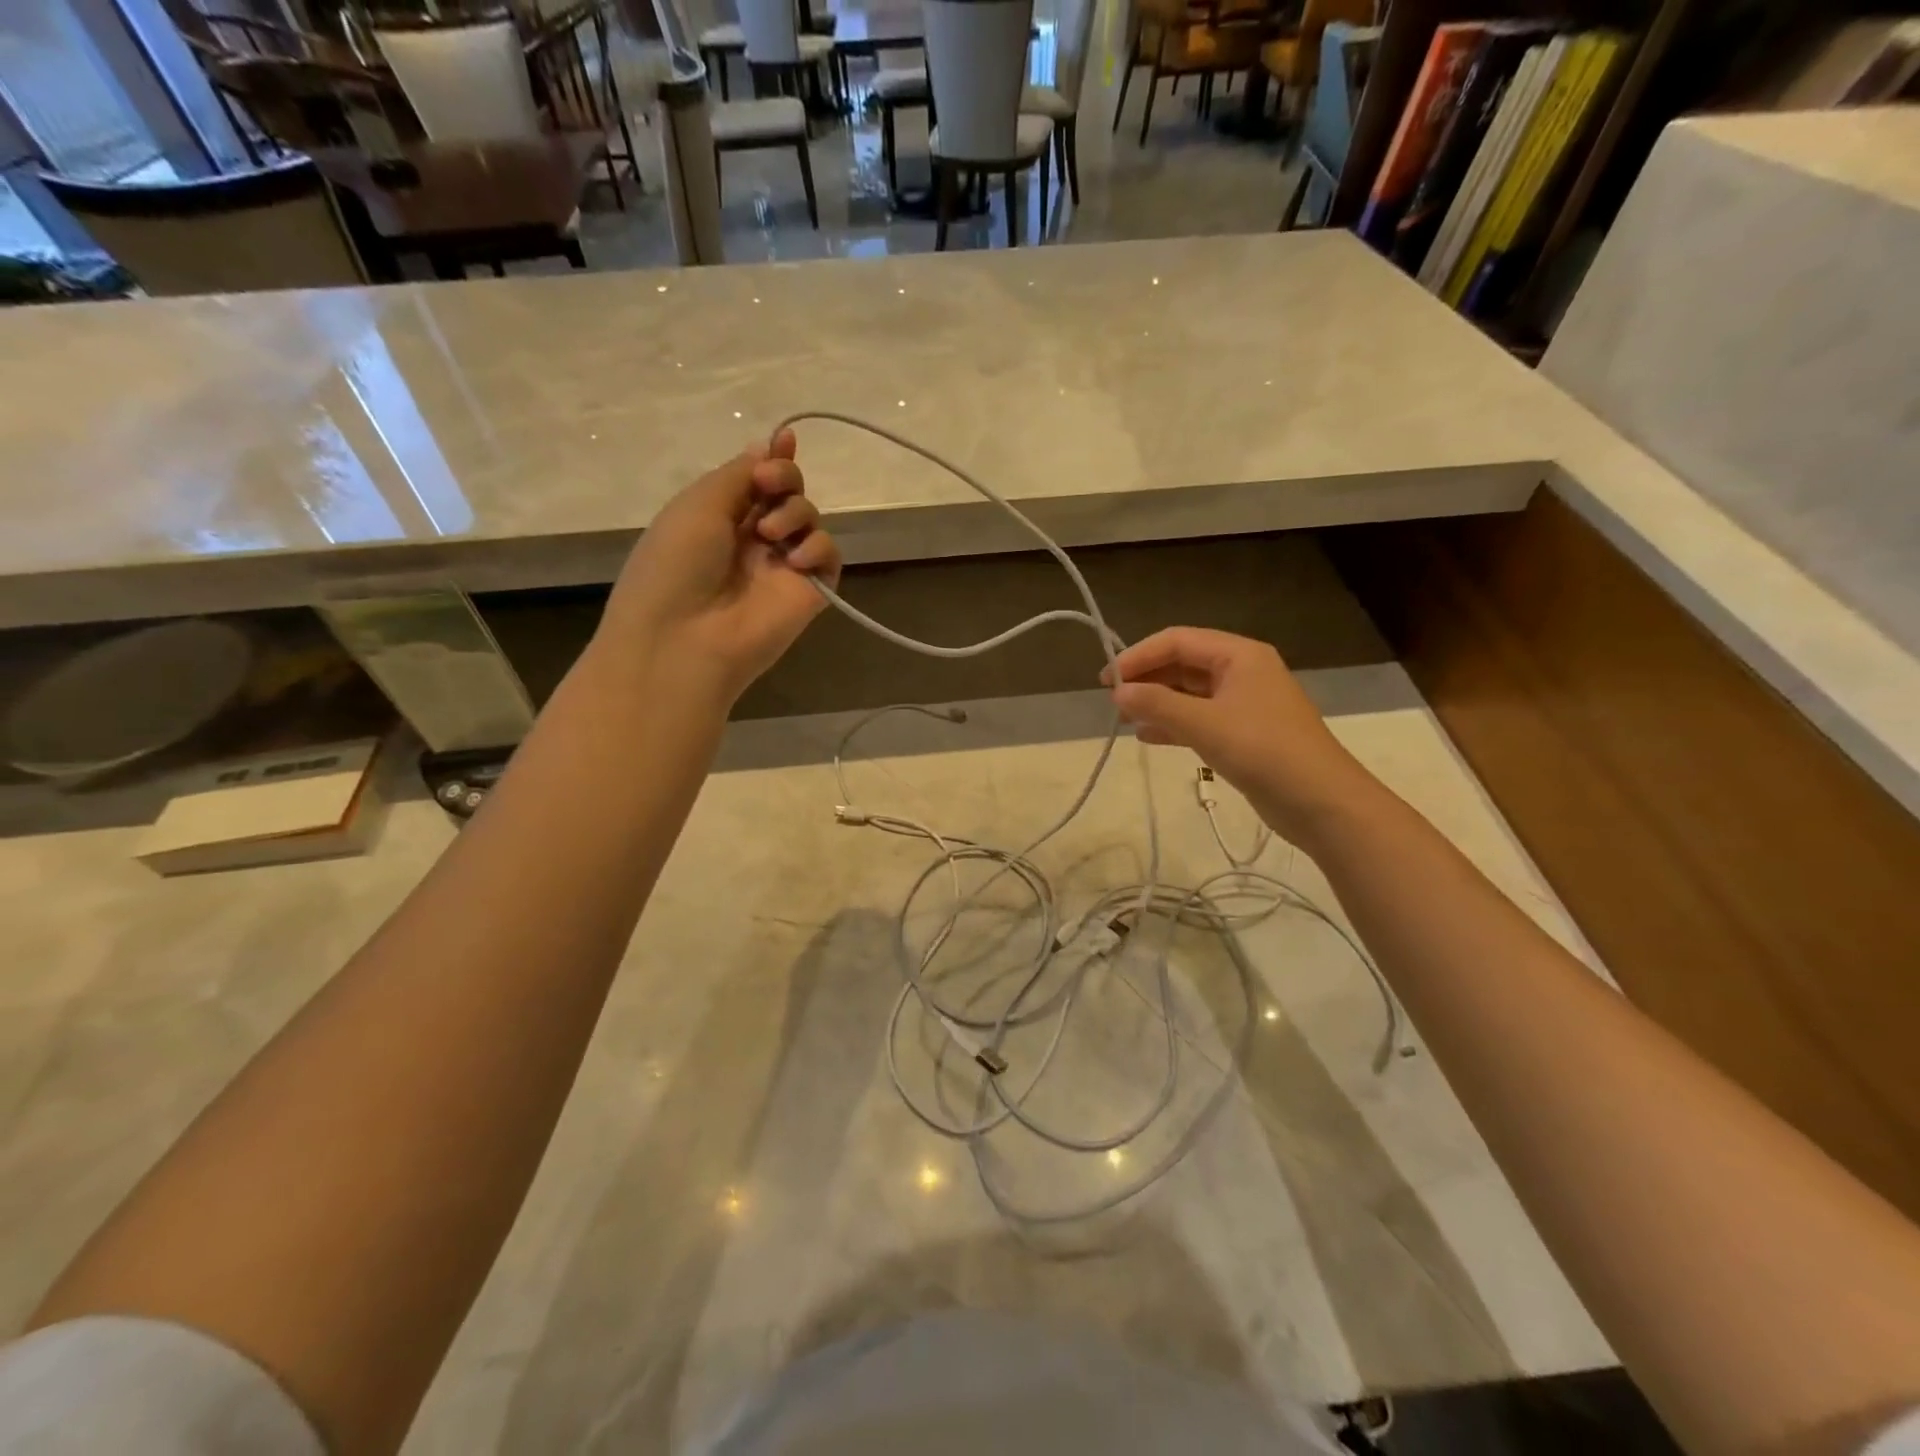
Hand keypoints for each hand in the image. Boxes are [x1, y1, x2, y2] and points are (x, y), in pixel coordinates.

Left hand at [598, 429, 841, 702]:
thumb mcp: (699, 504)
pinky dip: (817, 548)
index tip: (786, 439)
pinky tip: (794, 560)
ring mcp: (782, 567)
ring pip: (810, 519)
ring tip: (770, 534)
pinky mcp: (809, 593)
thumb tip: (766, 448)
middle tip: (769, 486)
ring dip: (795, 513)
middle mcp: (753, 539)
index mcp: (720, 517)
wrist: (685, 638)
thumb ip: (739, 474)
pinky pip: (828, 556)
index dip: (774, 459)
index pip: (758, 481)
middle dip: (785, 478)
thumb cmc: (677, 564)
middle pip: (788, 493)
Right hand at [1103, 627, 1377, 846]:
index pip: (1178, 640)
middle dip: (1148, 679)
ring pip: (1190, 693)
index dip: (1139, 655)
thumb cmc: (1263, 750)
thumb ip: (1157, 705)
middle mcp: (1242, 671)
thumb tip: (1117, 692)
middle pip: (1183, 664)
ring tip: (1125, 719)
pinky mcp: (1243, 733)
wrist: (1321, 801)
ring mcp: (1244, 703)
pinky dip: (1173, 724)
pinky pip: (1200, 719)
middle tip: (1114, 701)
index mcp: (1239, 655)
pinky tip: (1147, 737)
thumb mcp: (1204, 724)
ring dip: (1157, 703)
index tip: (1107, 679)